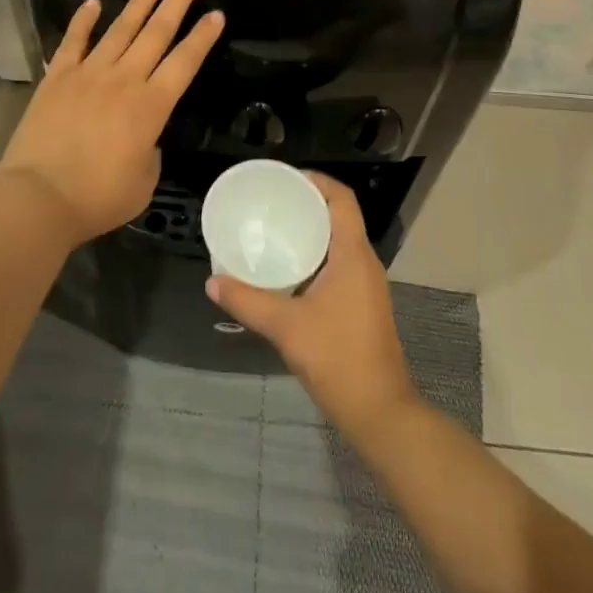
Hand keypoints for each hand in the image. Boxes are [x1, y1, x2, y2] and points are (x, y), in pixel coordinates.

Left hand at [0, 0, 224, 245]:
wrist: (38, 198)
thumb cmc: (97, 198)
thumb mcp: (143, 182)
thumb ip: (150, 152)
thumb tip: (144, 136)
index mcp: (151, 106)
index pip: (184, 63)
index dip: (202, 37)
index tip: (216, 13)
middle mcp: (124, 80)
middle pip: (157, 32)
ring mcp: (89, 73)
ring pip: (122, 28)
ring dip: (141, 0)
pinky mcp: (57, 77)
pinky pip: (74, 41)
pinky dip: (84, 20)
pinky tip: (95, 2)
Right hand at [207, 174, 417, 435]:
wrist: (380, 413)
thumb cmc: (338, 359)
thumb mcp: (286, 327)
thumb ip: (248, 301)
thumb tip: (212, 282)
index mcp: (353, 255)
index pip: (342, 199)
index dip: (317, 181)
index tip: (285, 179)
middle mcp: (364, 262)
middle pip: (340, 216)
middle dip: (308, 203)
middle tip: (272, 202)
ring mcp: (367, 284)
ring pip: (340, 241)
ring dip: (312, 230)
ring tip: (276, 229)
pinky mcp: (363, 304)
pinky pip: (340, 262)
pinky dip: (317, 254)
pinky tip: (290, 270)